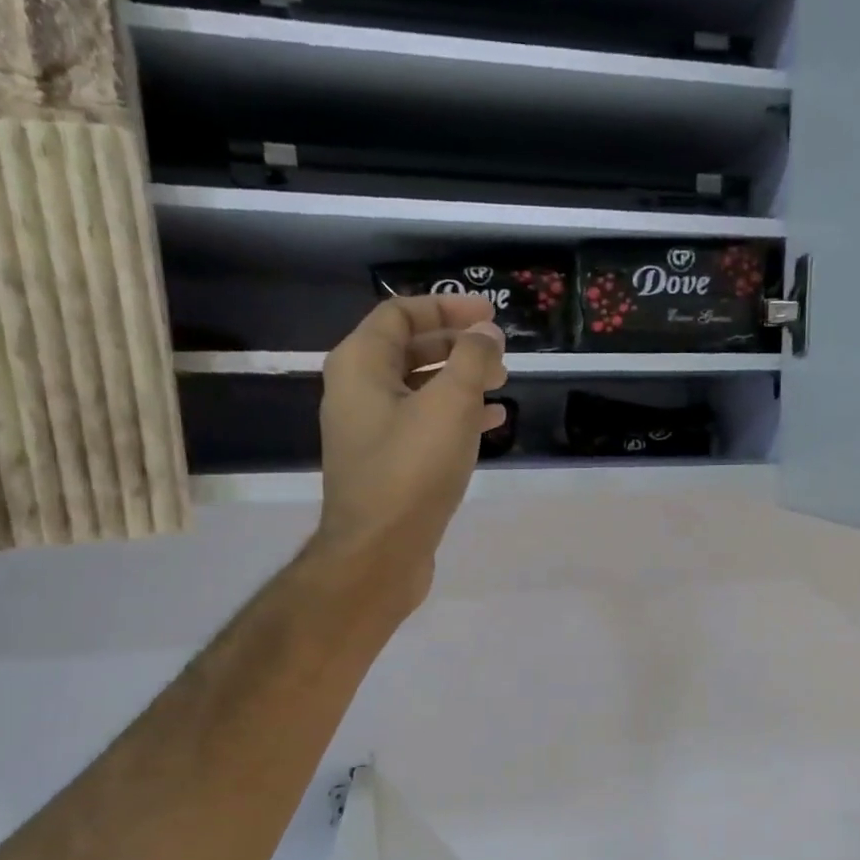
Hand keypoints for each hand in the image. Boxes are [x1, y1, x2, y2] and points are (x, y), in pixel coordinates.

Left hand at [310, 295, 507, 614]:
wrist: (379, 552)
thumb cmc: (411, 470)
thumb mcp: (450, 405)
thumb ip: (472, 360)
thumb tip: (486, 335)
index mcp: (360, 365)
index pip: (401, 314)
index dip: (447, 307)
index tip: (490, 317)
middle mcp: (357, 392)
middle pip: (409, 350)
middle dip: (457, 346)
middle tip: (499, 354)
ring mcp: (370, 432)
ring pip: (419, 390)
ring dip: (460, 381)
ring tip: (502, 385)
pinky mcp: (387, 465)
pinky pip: (423, 425)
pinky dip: (455, 417)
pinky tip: (489, 425)